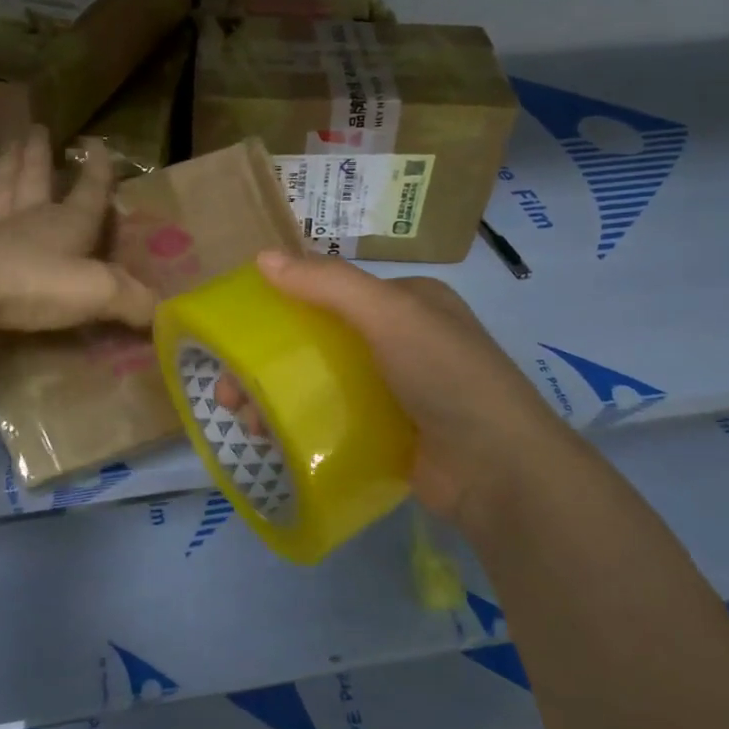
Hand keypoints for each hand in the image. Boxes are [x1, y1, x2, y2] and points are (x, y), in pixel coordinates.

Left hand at [0, 126, 156, 332]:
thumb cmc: (38, 287)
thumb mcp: (99, 295)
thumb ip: (133, 300)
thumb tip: (163, 311)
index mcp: (70, 224)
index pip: (91, 190)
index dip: (98, 168)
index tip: (97, 143)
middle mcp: (33, 217)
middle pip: (38, 178)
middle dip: (42, 154)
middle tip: (39, 128)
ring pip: (3, 187)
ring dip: (8, 164)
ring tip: (11, 141)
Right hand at [249, 250, 574, 522]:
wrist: (499, 470)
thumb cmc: (446, 376)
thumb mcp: (389, 314)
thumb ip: (327, 284)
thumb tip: (261, 258)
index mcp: (409, 303)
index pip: (334, 293)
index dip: (283, 305)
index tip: (240, 332)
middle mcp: (403, 342)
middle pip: (320, 342)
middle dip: (271, 361)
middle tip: (229, 390)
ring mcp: (397, 392)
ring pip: (322, 383)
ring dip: (278, 397)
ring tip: (245, 421)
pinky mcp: (390, 435)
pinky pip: (335, 420)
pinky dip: (302, 426)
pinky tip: (273, 441)